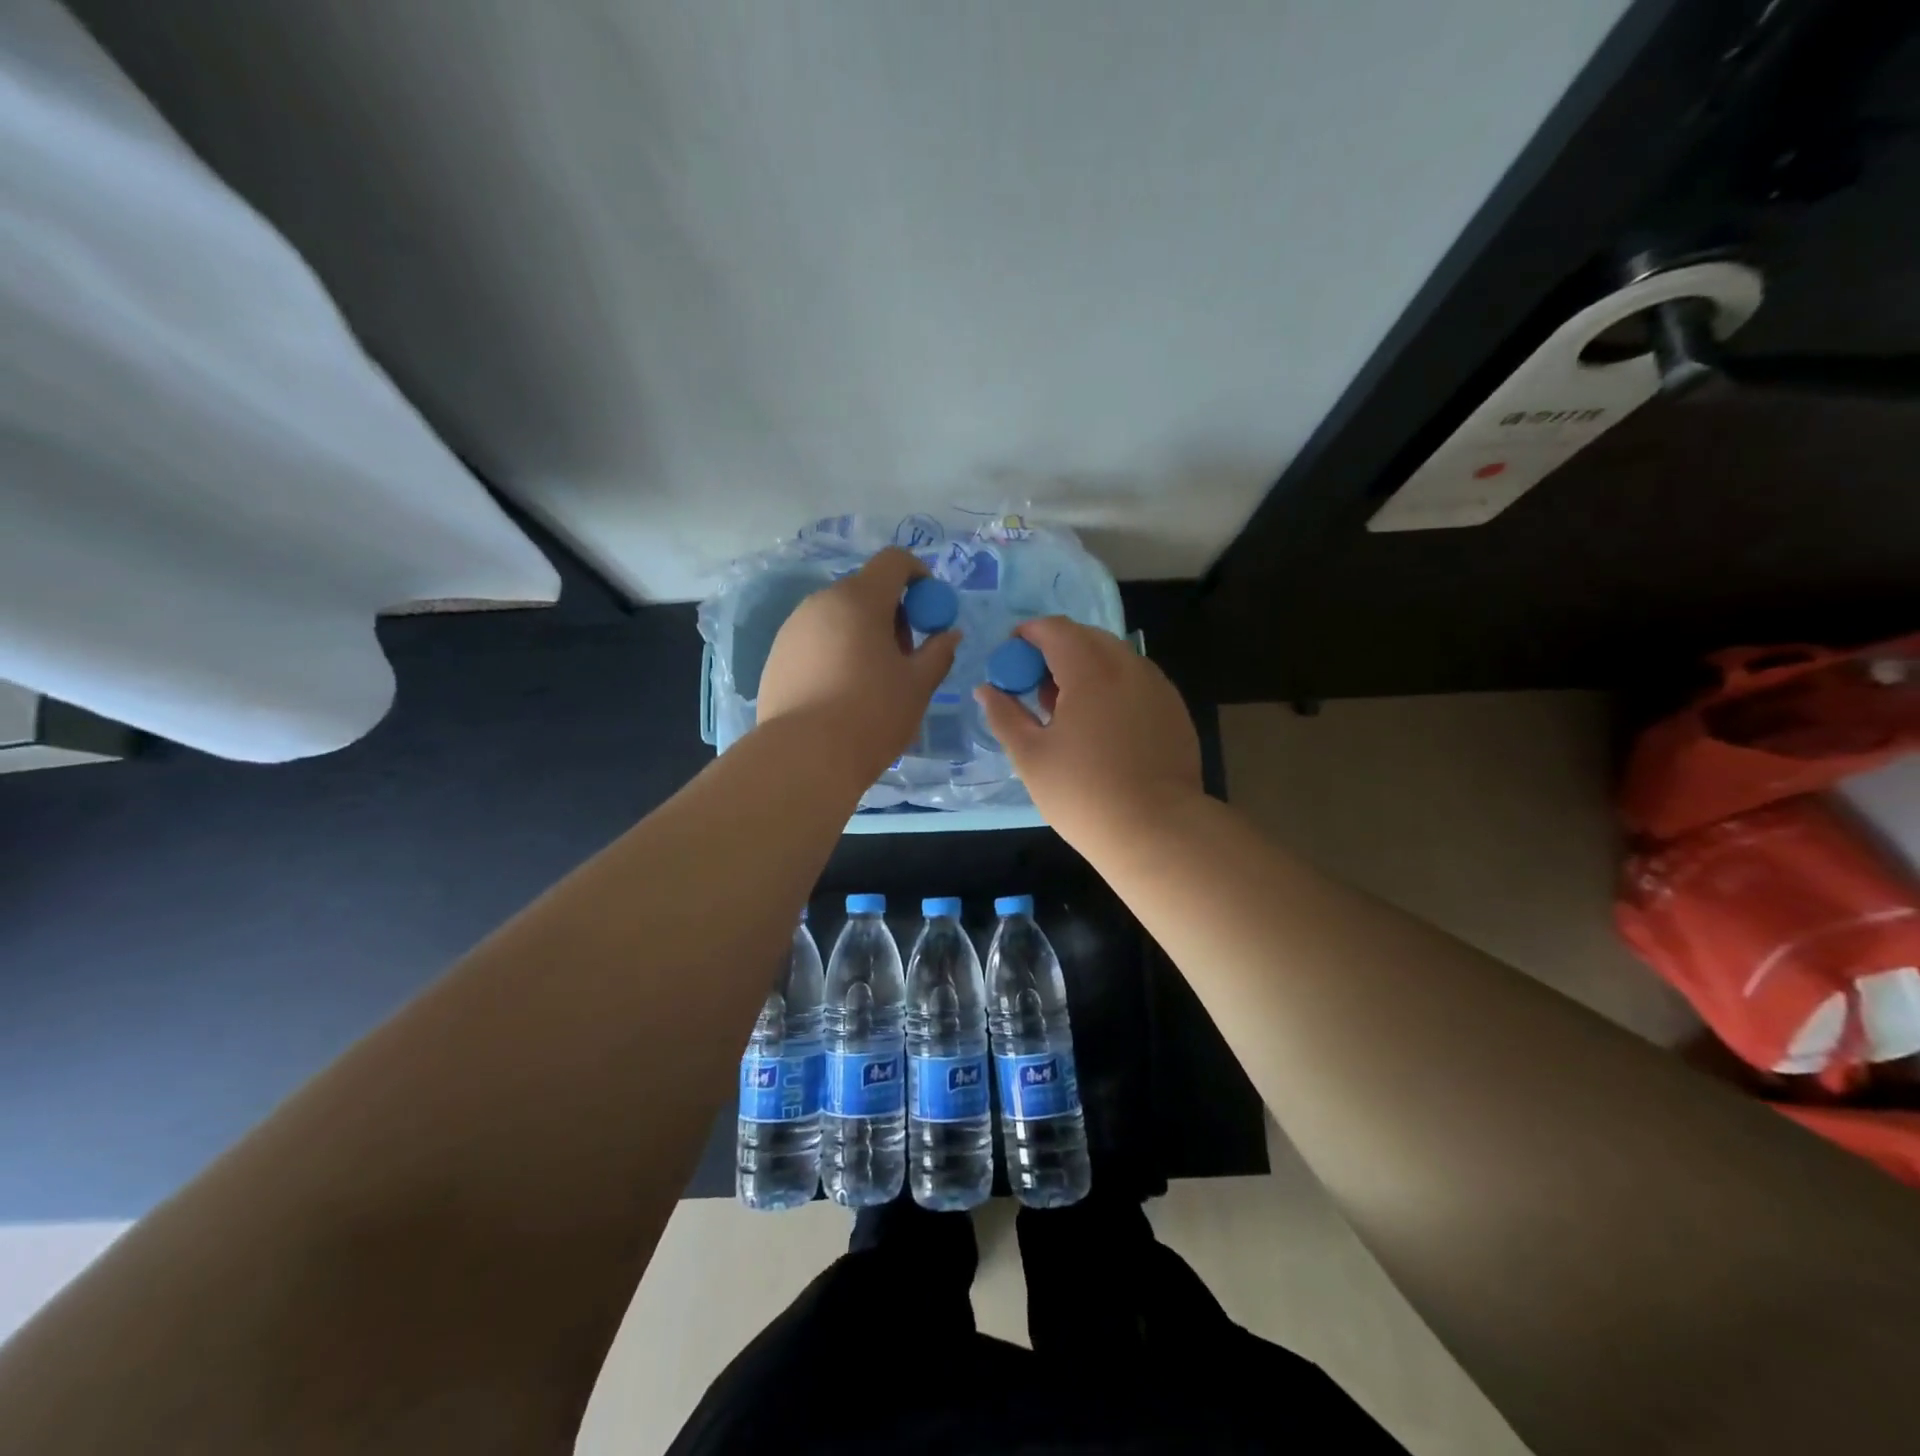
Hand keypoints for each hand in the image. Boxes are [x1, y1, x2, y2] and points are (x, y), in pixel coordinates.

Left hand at [756, 548, 959, 782]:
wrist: (803, 757)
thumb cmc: (872, 714)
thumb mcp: (918, 685)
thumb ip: (939, 652)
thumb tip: (949, 634)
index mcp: (859, 599)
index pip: (894, 561)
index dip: (919, 577)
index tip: (930, 611)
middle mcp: (821, 602)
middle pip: (865, 590)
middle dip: (892, 613)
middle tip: (904, 655)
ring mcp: (793, 628)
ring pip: (838, 616)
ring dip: (862, 633)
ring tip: (872, 680)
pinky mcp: (776, 656)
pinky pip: (816, 640)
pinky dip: (836, 652)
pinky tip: (841, 694)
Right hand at [975, 617, 1202, 854]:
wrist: (1157, 831)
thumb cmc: (1083, 793)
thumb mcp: (1031, 756)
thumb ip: (1004, 715)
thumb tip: (985, 690)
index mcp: (1090, 670)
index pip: (1055, 629)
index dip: (1027, 635)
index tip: (1010, 658)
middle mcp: (1129, 666)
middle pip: (1086, 638)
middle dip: (1056, 650)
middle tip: (1035, 686)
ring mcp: (1158, 687)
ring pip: (1115, 658)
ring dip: (1086, 668)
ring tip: (1068, 710)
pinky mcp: (1175, 710)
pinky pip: (1136, 681)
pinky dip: (1113, 687)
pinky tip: (1103, 726)